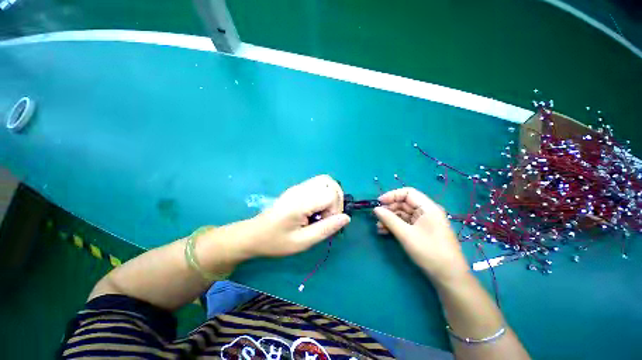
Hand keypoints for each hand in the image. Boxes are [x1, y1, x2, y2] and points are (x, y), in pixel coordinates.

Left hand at [250, 175, 350, 257]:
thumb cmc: (276, 241)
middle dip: (336, 200)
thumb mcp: (302, 242)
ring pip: (325, 180)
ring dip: (332, 195)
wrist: (254, 234)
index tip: (325, 223)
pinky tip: (317, 207)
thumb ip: (325, 229)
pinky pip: (318, 184)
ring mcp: (298, 186)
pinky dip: (325, 193)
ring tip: (324, 211)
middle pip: (330, 183)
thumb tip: (346, 218)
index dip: (335, 209)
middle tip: (328, 216)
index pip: (331, 195)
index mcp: (301, 202)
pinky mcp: (297, 188)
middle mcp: (301, 189)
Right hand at [374, 187, 468, 283]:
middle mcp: (427, 212)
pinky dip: (395, 225)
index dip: (392, 195)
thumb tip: (376, 209)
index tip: (379, 203)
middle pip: (404, 203)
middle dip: (389, 209)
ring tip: (378, 227)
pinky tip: (384, 231)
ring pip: (403, 214)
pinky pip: (405, 223)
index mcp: (428, 208)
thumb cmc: (429, 251)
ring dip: (390, 218)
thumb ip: (389, 219)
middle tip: (377, 217)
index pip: (408, 192)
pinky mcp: (421, 231)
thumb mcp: (406, 234)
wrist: (448, 276)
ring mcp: (424, 222)